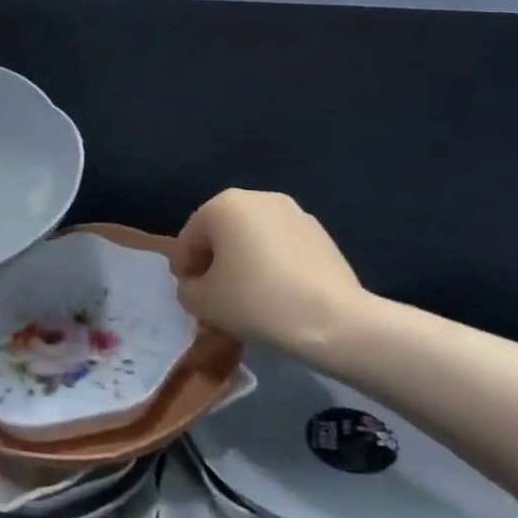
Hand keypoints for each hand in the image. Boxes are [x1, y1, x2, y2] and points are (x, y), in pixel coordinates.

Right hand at [173, 190, 374, 363]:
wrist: (333, 319)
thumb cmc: (255, 301)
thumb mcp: (202, 302)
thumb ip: (186, 289)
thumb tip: (196, 284)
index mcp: (224, 205)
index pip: (190, 237)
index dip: (184, 268)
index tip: (189, 294)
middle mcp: (258, 198)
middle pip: (222, 233)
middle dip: (214, 262)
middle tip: (215, 296)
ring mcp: (294, 213)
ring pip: (253, 238)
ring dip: (243, 262)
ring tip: (247, 297)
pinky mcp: (321, 234)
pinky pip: (281, 247)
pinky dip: (271, 264)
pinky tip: (276, 294)